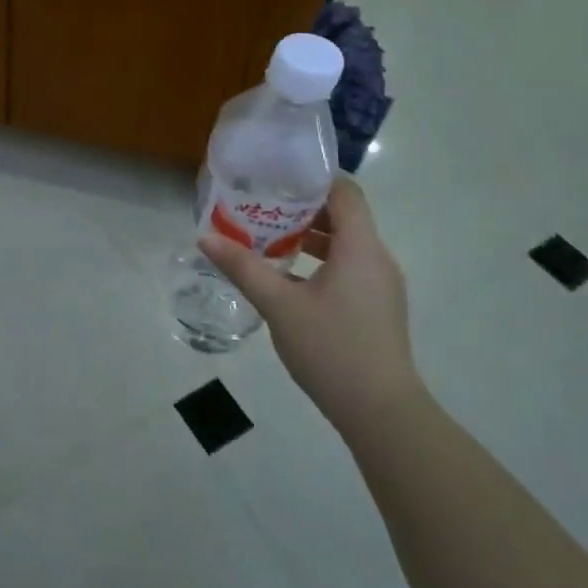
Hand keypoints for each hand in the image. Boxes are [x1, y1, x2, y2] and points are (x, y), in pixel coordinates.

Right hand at [200, 177, 421, 424]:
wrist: (381, 411)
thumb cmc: (331, 348)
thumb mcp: (279, 306)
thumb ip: (243, 268)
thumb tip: (205, 239)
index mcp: (360, 247)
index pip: (345, 192)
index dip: (314, 178)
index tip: (277, 176)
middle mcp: (377, 258)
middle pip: (344, 216)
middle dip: (302, 209)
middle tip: (261, 207)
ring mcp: (381, 284)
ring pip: (346, 244)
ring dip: (310, 237)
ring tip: (268, 240)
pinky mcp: (378, 306)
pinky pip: (349, 267)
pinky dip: (321, 262)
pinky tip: (289, 279)